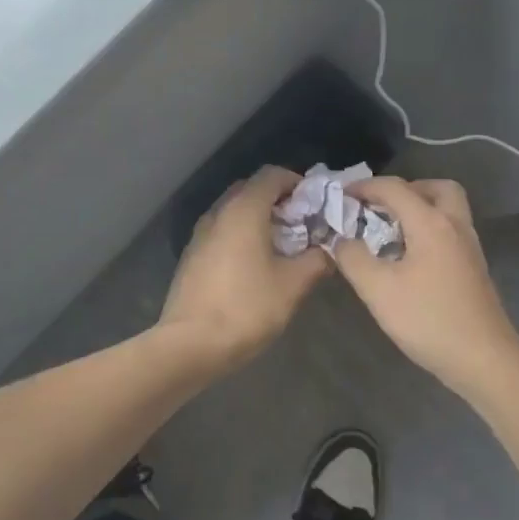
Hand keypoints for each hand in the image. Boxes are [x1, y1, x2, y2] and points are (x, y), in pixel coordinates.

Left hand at [158, 166, 331, 369]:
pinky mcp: (192, 256)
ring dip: (259, 219)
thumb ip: (315, 260)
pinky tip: (255, 264)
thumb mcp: (292, 285)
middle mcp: (218, 213)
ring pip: (234, 212)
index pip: (271, 174)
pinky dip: (242, 236)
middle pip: (251, 190)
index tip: (316, 204)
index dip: (297, 183)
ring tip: (283, 246)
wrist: (190, 345)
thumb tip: (328, 250)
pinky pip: (222, 232)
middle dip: (279, 201)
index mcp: (244, 210)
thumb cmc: (246, 308)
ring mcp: (200, 234)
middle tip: (303, 225)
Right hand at [332, 177, 518, 397]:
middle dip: (405, 189)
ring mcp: (469, 247)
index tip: (341, 195)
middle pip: (436, 188)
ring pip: (448, 210)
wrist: (484, 359)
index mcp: (431, 223)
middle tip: (380, 207)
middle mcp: (455, 225)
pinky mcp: (473, 268)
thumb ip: (353, 258)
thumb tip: (342, 239)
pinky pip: (450, 231)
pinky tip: (409, 257)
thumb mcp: (378, 290)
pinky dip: (429, 230)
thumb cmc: (428, 320)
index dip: (365, 187)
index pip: (395, 188)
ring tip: (390, 231)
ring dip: (420, 209)